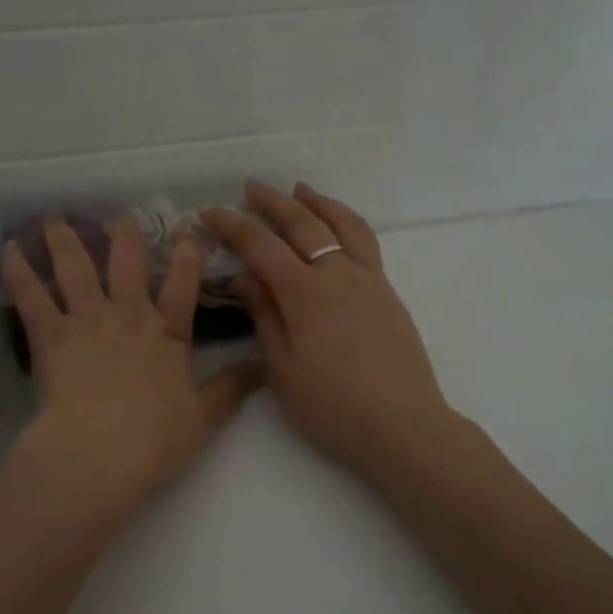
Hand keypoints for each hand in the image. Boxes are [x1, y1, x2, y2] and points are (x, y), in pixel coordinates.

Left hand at [0, 214, 262, 539]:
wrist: (97, 453)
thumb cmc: (154, 440)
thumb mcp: (204, 416)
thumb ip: (233, 387)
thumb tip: (265, 366)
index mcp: (166, 333)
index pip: (182, 285)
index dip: (188, 256)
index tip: (191, 231)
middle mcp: (126, 316)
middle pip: (127, 263)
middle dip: (127, 235)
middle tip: (123, 213)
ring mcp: (85, 321)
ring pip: (75, 268)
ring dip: (65, 239)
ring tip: (54, 216)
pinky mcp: (48, 335)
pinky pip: (31, 295)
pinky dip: (19, 270)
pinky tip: (9, 248)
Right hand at [205, 182, 458, 486]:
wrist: (402, 425)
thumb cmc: (332, 406)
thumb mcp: (283, 368)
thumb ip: (264, 316)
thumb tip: (243, 278)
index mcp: (305, 293)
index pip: (261, 246)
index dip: (233, 226)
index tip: (210, 212)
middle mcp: (338, 274)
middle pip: (303, 224)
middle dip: (273, 202)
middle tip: (251, 188)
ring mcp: (368, 279)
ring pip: (342, 224)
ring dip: (317, 202)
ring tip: (300, 190)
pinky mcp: (387, 292)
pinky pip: (365, 241)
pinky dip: (345, 221)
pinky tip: (337, 227)